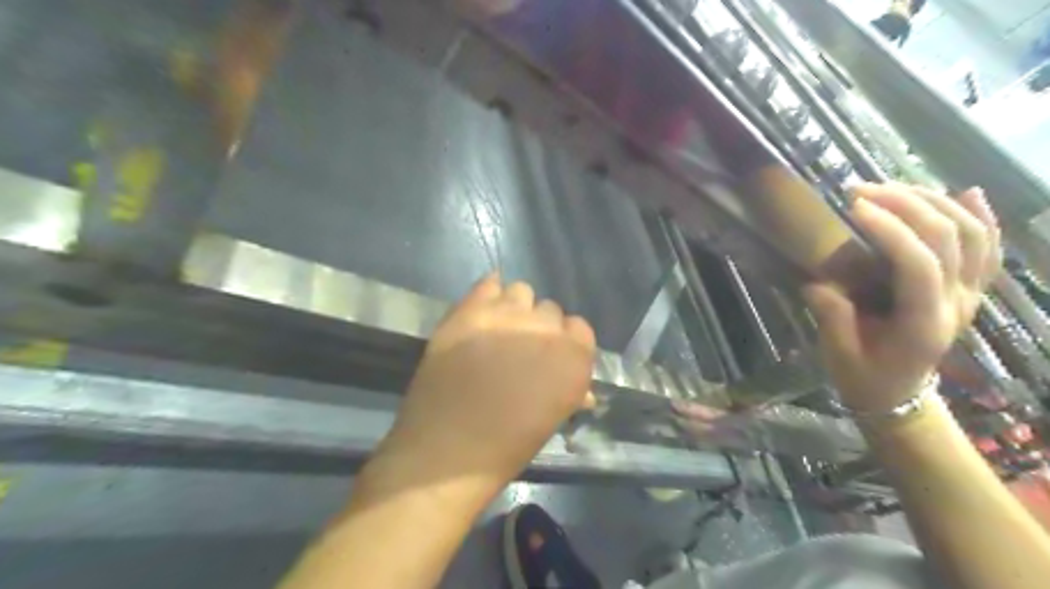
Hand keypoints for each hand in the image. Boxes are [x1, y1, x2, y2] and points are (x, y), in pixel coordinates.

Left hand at [377, 275, 593, 487]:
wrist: (447, 449)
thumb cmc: (506, 447)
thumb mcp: (551, 420)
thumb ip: (569, 392)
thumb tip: (582, 391)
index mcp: (574, 358)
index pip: (580, 328)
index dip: (565, 343)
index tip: (549, 358)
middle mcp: (546, 329)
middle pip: (550, 310)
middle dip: (539, 327)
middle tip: (518, 349)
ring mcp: (507, 315)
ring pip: (521, 291)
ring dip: (515, 308)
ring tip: (497, 331)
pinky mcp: (470, 310)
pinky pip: (488, 283)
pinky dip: (488, 294)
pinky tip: (481, 312)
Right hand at [807, 184, 1002, 413]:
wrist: (897, 395)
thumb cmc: (863, 376)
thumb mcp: (839, 354)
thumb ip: (832, 316)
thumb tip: (818, 281)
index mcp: (924, 324)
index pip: (918, 265)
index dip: (890, 230)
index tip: (854, 207)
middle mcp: (957, 304)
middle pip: (949, 239)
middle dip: (906, 205)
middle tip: (862, 190)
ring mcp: (970, 295)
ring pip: (973, 234)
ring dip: (934, 202)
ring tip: (892, 187)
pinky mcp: (969, 290)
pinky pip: (988, 248)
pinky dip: (981, 217)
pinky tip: (966, 192)